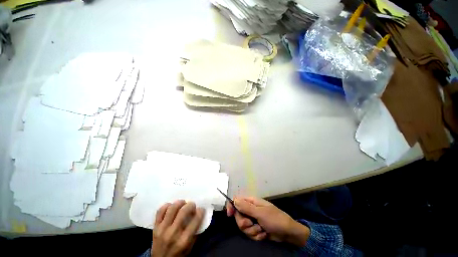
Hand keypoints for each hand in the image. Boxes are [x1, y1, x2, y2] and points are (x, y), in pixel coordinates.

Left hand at [151, 200, 203, 256]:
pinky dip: (167, 206)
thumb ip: (195, 232)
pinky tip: (171, 207)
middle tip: (192, 205)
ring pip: (172, 208)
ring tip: (183, 203)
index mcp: (184, 240)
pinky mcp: (155, 227)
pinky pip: (160, 211)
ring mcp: (162, 229)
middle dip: (191, 205)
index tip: (201, 209)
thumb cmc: (178, 254)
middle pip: (183, 211)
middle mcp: (173, 233)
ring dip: (179, 202)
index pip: (196, 220)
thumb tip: (200, 215)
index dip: (200, 211)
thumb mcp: (190, 247)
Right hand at [226, 196, 309, 246]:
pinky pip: (250, 234)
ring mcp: (253, 220)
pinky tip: (264, 234)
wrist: (287, 233)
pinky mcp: (256, 229)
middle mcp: (250, 210)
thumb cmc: (275, 219)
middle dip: (245, 223)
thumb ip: (246, 207)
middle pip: (238, 216)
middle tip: (252, 223)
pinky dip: (257, 235)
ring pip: (244, 227)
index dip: (232, 206)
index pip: (237, 200)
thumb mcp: (260, 213)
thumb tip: (234, 200)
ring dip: (252, 231)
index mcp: (251, 202)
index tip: (229, 214)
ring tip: (262, 230)